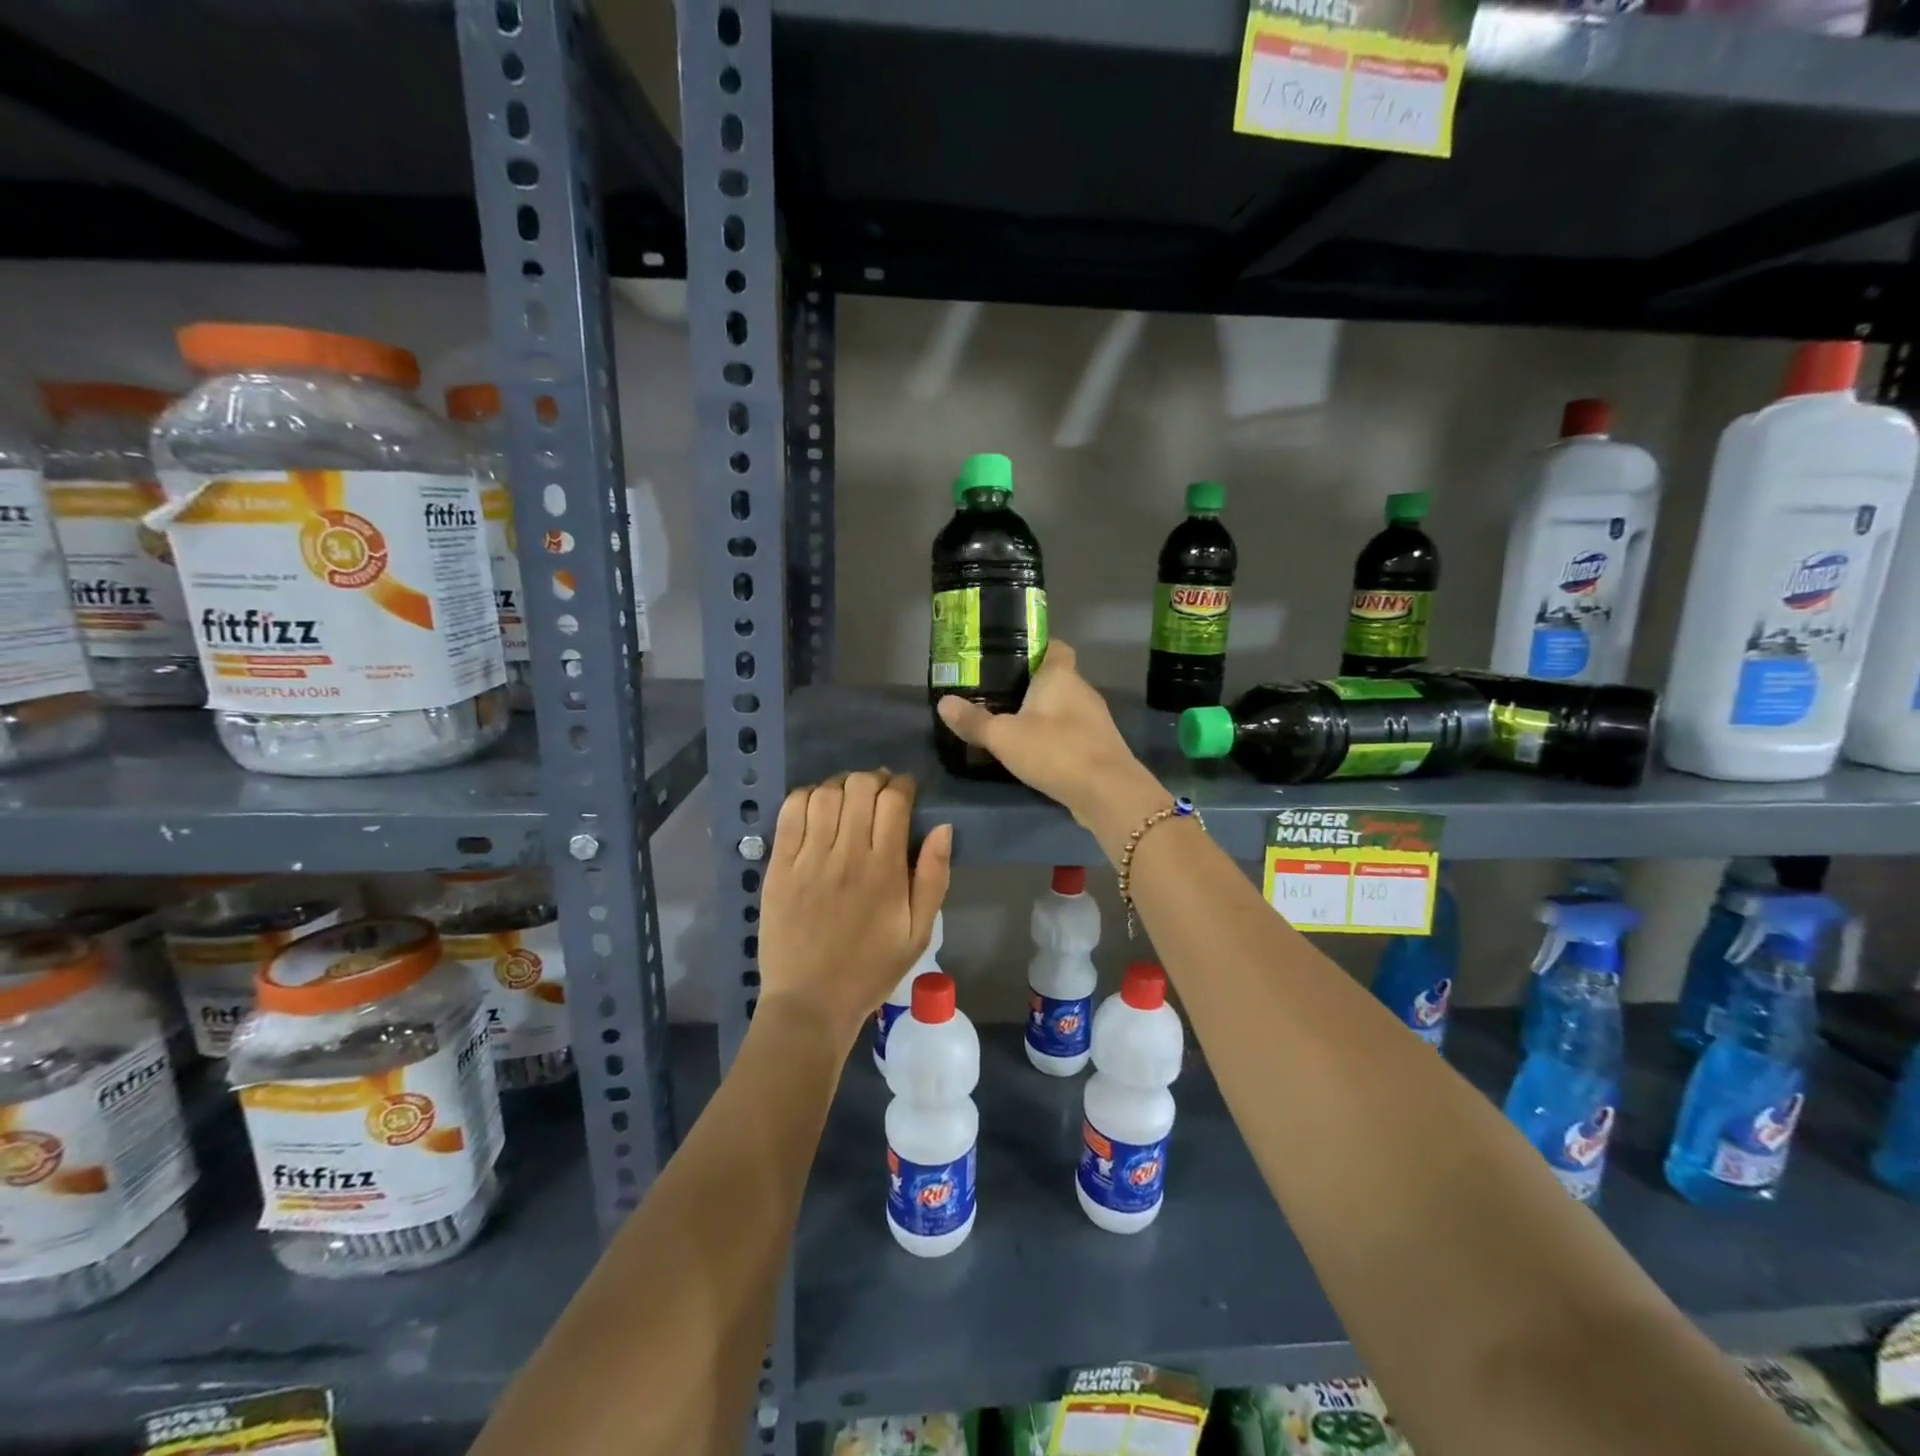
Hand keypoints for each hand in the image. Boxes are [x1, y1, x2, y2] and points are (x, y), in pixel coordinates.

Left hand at [759, 770, 952, 1048]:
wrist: (810, 1003)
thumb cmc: (871, 969)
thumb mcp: (919, 932)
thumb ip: (934, 877)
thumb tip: (943, 828)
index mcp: (885, 870)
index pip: (894, 801)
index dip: (903, 785)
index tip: (906, 792)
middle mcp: (846, 855)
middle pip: (859, 787)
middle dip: (874, 779)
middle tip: (879, 793)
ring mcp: (808, 859)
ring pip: (825, 793)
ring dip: (841, 785)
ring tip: (848, 798)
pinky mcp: (779, 866)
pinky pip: (790, 812)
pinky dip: (805, 797)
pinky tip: (816, 806)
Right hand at [935, 642, 1159, 831]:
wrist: (1108, 793)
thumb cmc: (1056, 751)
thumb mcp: (1004, 736)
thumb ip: (974, 721)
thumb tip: (944, 702)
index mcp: (1060, 676)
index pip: (1054, 646)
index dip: (1035, 647)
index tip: (1009, 657)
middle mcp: (1082, 691)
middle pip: (1056, 678)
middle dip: (1030, 685)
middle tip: (997, 694)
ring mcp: (1094, 721)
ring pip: (1064, 708)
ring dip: (1043, 715)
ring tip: (1011, 724)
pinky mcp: (1099, 748)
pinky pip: (1071, 734)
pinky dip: (1054, 738)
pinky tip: (1035, 753)